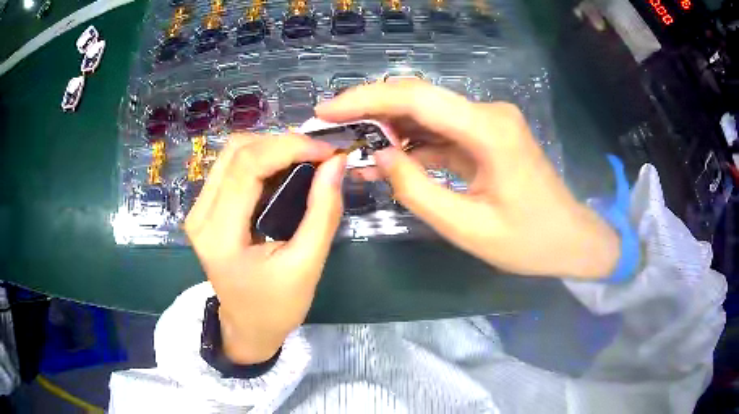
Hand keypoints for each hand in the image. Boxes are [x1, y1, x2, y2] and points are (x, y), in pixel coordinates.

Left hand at [185, 133, 345, 363]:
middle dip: (282, 142)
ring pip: (233, 153)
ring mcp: (198, 209)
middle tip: (319, 154)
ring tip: (305, 160)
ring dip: (272, 148)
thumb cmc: (276, 307)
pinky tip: (285, 171)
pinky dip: (262, 159)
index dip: (290, 147)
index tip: (328, 151)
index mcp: (219, 234)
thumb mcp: (307, 265)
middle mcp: (200, 214)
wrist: (247, 326)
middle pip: (237, 150)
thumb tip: (336, 163)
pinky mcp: (205, 208)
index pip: (248, 166)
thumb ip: (323, 212)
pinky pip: (231, 167)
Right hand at [316, 79, 619, 278]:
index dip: (366, 100)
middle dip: (369, 109)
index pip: (416, 99)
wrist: (570, 238)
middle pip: (418, 99)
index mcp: (489, 130)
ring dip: (387, 129)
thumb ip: (417, 190)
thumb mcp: (467, 227)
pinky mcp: (485, 135)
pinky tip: (385, 161)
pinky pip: (440, 133)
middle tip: (328, 125)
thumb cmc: (528, 241)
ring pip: (425, 114)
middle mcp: (488, 114)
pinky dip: (411, 145)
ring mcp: (488, 122)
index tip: (326, 110)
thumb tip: (379, 156)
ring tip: (349, 149)